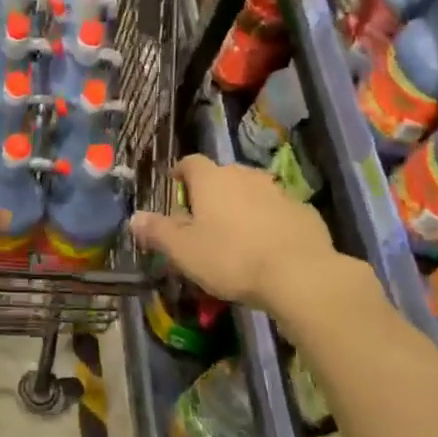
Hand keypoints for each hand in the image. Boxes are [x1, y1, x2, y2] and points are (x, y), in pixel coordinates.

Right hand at [130, 154, 336, 310]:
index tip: (176, 186)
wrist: (299, 274)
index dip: (181, 173)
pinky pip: (277, 211)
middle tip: (203, 220)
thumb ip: (158, 232)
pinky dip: (269, 222)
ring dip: (242, 206)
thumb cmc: (231, 258)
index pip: (190, 163)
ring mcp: (277, 191)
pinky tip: (267, 247)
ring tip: (236, 235)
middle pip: (222, 176)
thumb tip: (134, 218)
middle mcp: (244, 175)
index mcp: (212, 179)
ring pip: (252, 192)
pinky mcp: (303, 210)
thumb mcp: (184, 251)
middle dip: (211, 193)